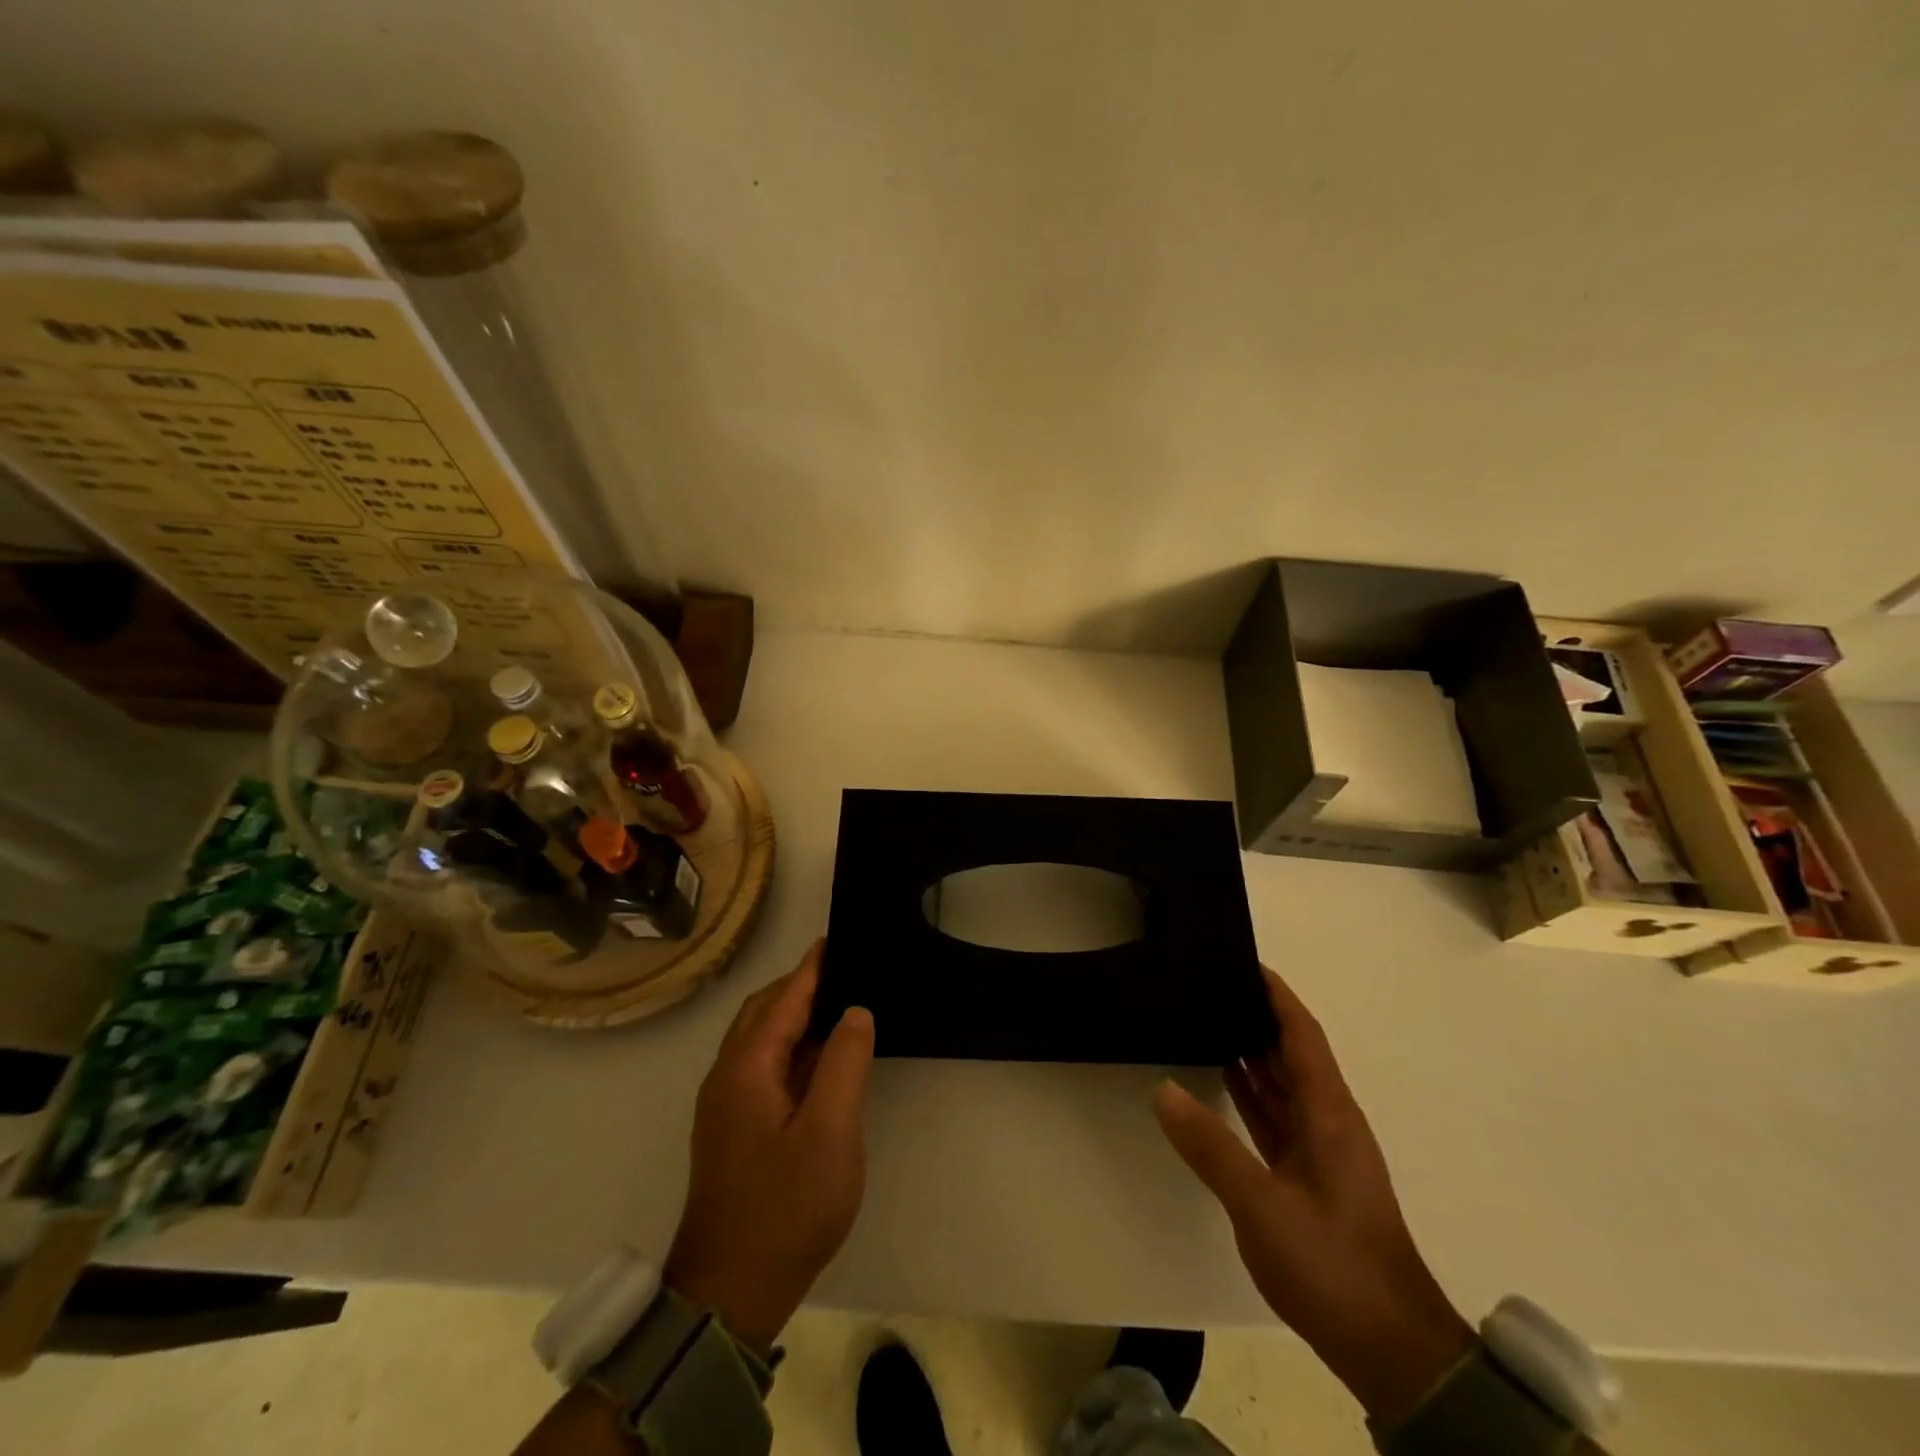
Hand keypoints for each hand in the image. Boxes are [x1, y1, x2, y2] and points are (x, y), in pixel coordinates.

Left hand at [661, 941, 874, 1354]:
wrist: (729, 1292)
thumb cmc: (785, 1207)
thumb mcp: (830, 1131)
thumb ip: (844, 1061)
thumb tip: (854, 1011)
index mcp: (746, 1067)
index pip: (784, 998)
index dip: (813, 967)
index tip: (838, 939)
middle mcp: (726, 1076)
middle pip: (763, 1011)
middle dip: (800, 986)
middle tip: (846, 971)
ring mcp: (724, 1105)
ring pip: (759, 1040)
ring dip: (793, 1016)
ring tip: (838, 1007)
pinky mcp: (730, 1129)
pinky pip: (760, 1066)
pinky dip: (789, 1047)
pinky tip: (818, 1060)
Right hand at [1155, 967, 1473, 1424]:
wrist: (1392, 1352)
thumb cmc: (1333, 1265)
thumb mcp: (1262, 1205)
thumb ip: (1211, 1147)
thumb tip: (1162, 1090)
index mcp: (1328, 1114)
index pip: (1301, 1035)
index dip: (1276, 995)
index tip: (1242, 960)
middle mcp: (1327, 1121)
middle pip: (1290, 1052)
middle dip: (1256, 1014)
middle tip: (1208, 984)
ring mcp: (1319, 1150)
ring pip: (1281, 1084)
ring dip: (1251, 1051)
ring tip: (1206, 1017)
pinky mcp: (1308, 1177)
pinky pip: (1274, 1116)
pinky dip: (1249, 1092)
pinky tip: (1220, 1079)